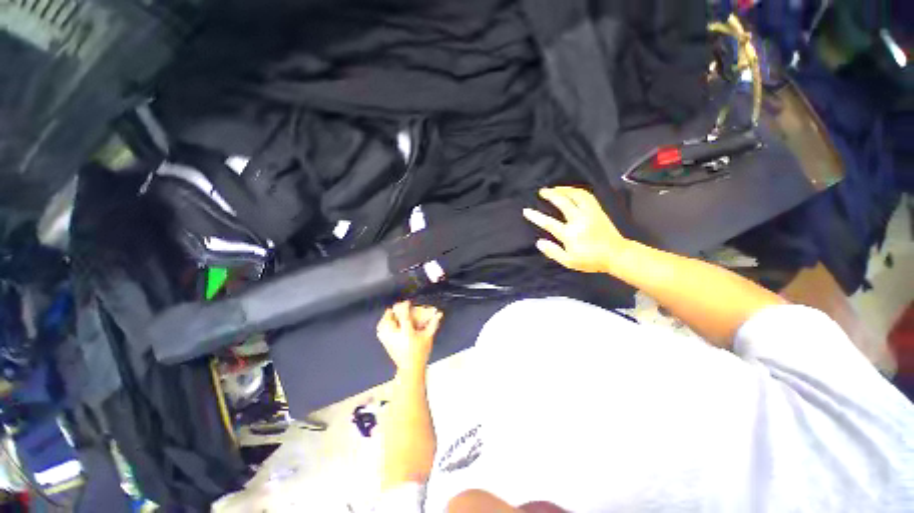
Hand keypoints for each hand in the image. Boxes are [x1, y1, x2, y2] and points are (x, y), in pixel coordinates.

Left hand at [376, 301, 442, 371]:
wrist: (410, 368)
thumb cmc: (421, 352)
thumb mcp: (428, 337)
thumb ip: (433, 323)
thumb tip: (440, 313)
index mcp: (407, 332)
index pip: (403, 316)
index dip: (404, 306)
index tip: (407, 302)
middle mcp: (396, 335)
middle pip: (390, 319)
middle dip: (393, 311)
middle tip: (399, 307)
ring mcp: (388, 340)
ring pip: (382, 324)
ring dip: (386, 317)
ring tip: (391, 313)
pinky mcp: (385, 344)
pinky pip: (380, 331)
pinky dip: (382, 325)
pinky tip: (386, 323)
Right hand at [522, 186, 630, 273]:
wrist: (616, 254)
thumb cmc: (591, 260)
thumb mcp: (569, 261)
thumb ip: (553, 252)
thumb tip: (539, 242)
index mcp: (570, 234)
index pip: (549, 223)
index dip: (536, 216)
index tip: (526, 210)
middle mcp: (579, 220)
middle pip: (563, 202)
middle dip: (551, 194)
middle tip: (542, 191)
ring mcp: (590, 213)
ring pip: (576, 195)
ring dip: (564, 189)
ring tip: (555, 188)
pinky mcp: (598, 210)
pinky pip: (586, 195)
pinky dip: (576, 191)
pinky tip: (571, 191)